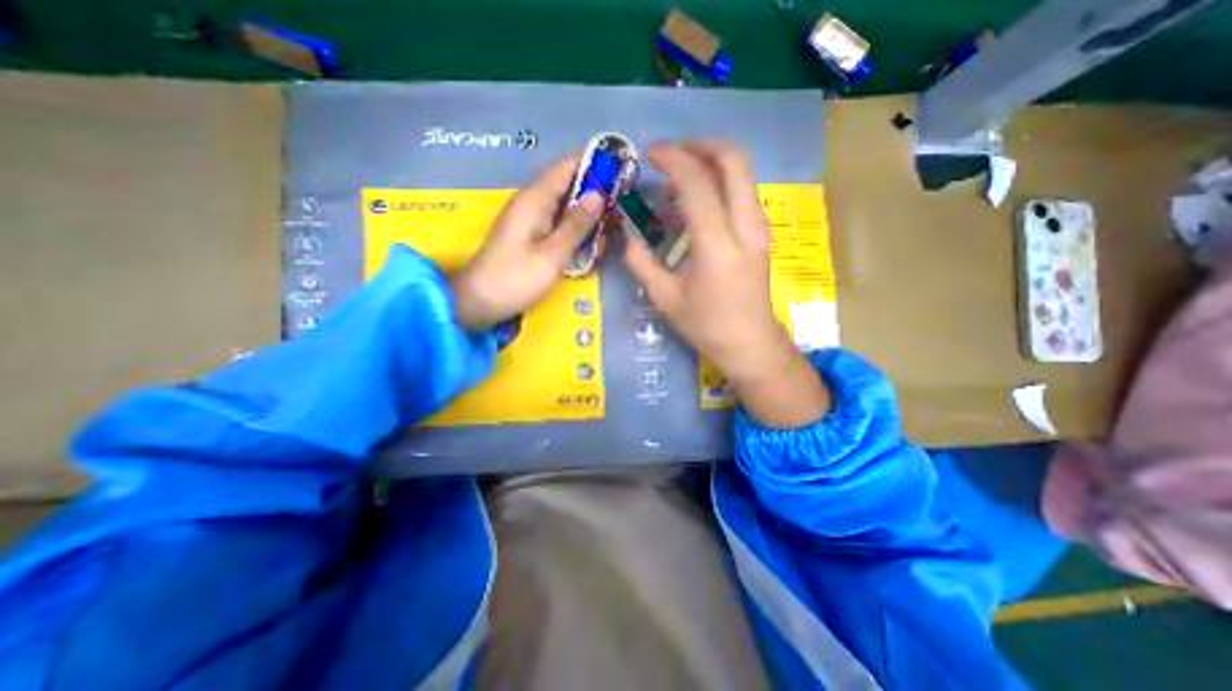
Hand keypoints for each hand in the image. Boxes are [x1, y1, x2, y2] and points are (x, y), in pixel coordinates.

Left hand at [451, 157, 604, 329]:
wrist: (480, 303)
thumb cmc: (516, 279)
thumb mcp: (552, 254)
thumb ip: (577, 224)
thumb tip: (599, 195)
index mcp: (535, 199)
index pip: (569, 166)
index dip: (596, 165)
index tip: (622, 174)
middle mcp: (533, 203)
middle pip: (571, 187)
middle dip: (597, 199)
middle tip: (619, 218)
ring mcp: (532, 220)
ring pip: (568, 209)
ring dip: (588, 222)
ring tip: (605, 241)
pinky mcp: (532, 236)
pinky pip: (559, 226)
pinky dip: (576, 234)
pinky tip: (589, 251)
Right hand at [622, 140, 831, 425]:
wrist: (750, 343)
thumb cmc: (705, 324)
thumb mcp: (663, 297)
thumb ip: (639, 260)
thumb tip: (627, 231)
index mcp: (717, 244)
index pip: (697, 182)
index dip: (671, 159)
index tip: (649, 156)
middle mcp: (746, 225)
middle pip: (733, 160)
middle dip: (699, 146)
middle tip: (670, 156)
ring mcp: (759, 226)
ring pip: (741, 172)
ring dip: (707, 167)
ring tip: (674, 191)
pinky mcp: (761, 232)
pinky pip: (741, 191)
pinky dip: (717, 185)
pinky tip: (692, 209)